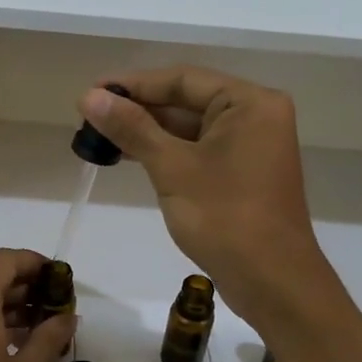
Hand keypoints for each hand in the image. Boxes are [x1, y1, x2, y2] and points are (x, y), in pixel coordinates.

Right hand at [79, 67, 336, 329]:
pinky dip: (166, 152)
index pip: (182, 80)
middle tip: (89, 117)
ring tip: (100, 137)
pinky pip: (198, 150)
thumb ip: (132, 128)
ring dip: (148, 132)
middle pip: (187, 101)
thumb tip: (90, 96)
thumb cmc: (225, 218)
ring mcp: (251, 146)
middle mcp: (255, 116)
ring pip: (190, 128)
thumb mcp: (173, 168)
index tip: (91, 94)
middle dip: (138, 109)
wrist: (272, 282)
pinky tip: (130, 155)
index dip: (133, 85)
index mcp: (250, 103)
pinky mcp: (242, 173)